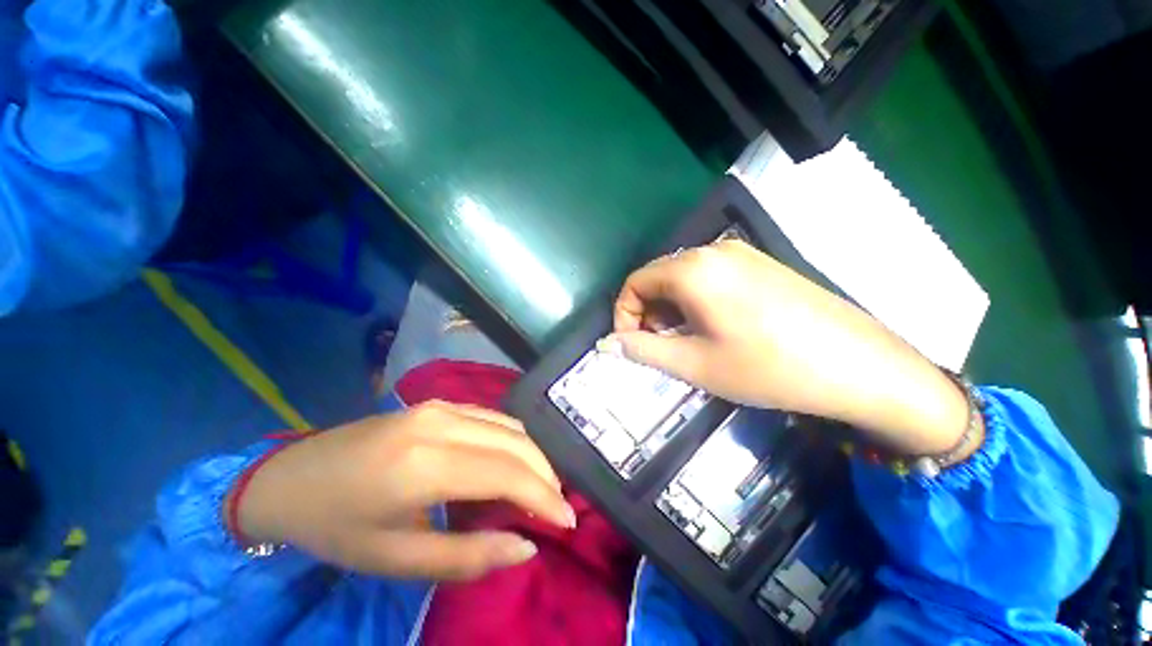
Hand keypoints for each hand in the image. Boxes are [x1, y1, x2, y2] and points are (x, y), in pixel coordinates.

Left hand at [231, 401, 574, 580]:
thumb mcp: (397, 560)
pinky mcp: (438, 403)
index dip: (544, 496)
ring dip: (532, 455)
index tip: (567, 521)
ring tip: (539, 487)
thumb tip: (525, 547)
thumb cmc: (337, 527)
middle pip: (516, 442)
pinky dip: (513, 440)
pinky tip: (512, 461)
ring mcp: (441, 406)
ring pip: (509, 425)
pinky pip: (491, 417)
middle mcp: (441, 422)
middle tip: (556, 507)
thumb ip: (468, 557)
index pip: (507, 473)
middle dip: (545, 475)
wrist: (289, 477)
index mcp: (425, 464)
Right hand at [609, 239, 970, 455]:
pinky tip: (715, 328)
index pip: (634, 282)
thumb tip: (605, 344)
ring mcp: (741, 254)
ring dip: (671, 308)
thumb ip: (642, 349)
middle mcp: (713, 251)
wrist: (859, 366)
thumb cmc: (767, 367)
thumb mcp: (694, 364)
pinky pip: (710, 277)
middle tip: (661, 347)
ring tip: (687, 341)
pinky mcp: (761, 264)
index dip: (624, 314)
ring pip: (683, 278)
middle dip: (648, 313)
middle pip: (658, 277)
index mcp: (691, 270)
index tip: (633, 345)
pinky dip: (696, 301)